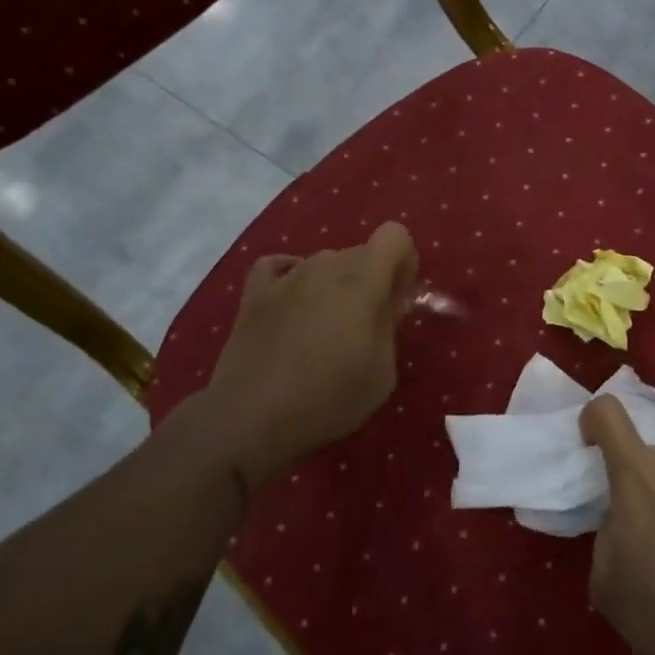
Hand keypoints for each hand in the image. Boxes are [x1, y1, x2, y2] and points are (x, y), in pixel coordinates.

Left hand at [197, 221, 418, 497]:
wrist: (251, 418)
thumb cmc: (328, 399)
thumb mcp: (382, 373)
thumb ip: (391, 327)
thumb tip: (390, 302)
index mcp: (362, 281)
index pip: (395, 236)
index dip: (404, 262)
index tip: (398, 299)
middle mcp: (325, 267)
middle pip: (361, 252)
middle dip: (372, 279)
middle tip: (366, 324)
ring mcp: (286, 277)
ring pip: (324, 262)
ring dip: (335, 284)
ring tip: (325, 327)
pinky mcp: (254, 294)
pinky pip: (279, 266)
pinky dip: (292, 277)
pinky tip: (293, 302)